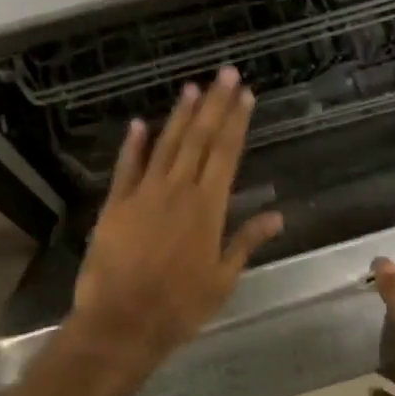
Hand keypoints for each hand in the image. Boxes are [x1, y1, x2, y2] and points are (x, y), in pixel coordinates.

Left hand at [70, 68, 284, 377]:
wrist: (121, 323)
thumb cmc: (179, 306)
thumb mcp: (223, 279)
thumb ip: (247, 241)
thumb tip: (278, 215)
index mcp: (208, 207)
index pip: (226, 153)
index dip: (236, 121)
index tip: (245, 94)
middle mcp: (178, 191)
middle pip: (199, 139)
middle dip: (214, 104)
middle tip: (225, 73)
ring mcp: (144, 194)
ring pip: (166, 145)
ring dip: (180, 115)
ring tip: (192, 87)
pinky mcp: (116, 205)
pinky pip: (126, 167)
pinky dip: (133, 144)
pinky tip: (140, 122)